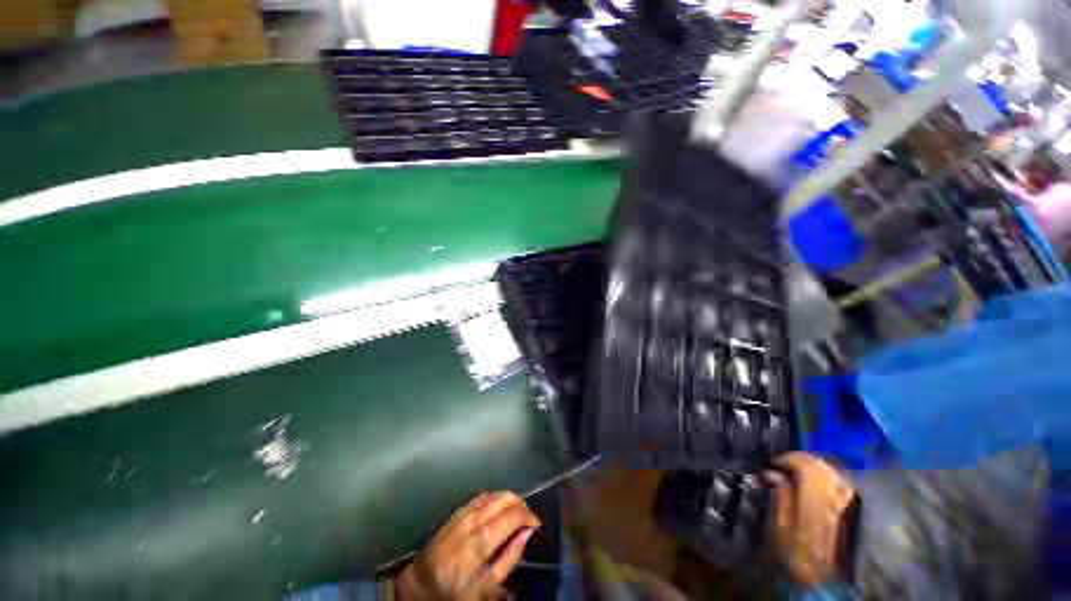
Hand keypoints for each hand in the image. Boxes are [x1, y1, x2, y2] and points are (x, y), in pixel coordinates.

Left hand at [395, 491, 540, 599]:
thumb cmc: (452, 595)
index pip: (509, 517)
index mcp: (475, 546)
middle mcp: (468, 523)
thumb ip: (507, 561)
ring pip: (492, 494)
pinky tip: (500, 507)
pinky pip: (481, 496)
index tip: (536, 524)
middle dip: (520, 503)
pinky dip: (495, 498)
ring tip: (517, 512)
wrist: (415, 588)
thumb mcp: (483, 590)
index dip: (527, 516)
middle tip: (528, 517)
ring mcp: (460, 515)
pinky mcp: (455, 512)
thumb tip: (527, 534)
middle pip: (501, 499)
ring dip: (508, 499)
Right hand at [766, 452, 856, 585]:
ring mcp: (852, 502)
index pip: (804, 463)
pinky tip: (819, 489)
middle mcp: (839, 494)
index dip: (786, 458)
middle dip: (800, 462)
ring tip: (800, 477)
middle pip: (821, 465)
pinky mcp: (859, 510)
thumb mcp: (783, 530)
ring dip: (814, 470)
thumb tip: (772, 473)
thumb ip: (781, 497)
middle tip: (784, 467)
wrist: (832, 585)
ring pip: (834, 473)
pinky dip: (827, 480)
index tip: (772, 463)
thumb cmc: (802, 558)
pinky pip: (842, 484)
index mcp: (817, 497)